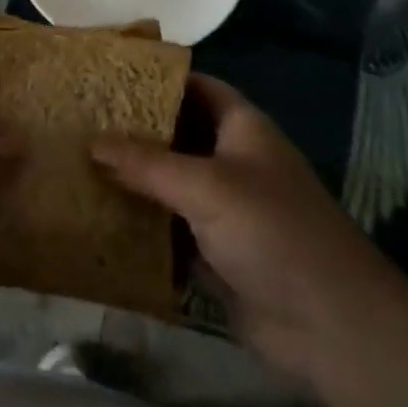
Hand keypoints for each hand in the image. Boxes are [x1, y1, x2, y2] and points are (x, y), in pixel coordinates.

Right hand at [93, 74, 407, 381]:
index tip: (107, 77)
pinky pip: (169, 230)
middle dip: (133, 131)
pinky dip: (140, 225)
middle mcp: (232, 162)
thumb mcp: (207, 187)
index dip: (156, 79)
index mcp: (243, 129)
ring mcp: (224, 210)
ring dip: (132, 180)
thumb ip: (147, 164)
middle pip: (177, 135)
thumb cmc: (274, 233)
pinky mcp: (215, 254)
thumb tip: (91, 141)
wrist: (332, 329)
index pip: (196, 87)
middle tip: (80, 121)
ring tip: (76, 163)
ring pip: (169, 184)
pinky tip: (97, 218)